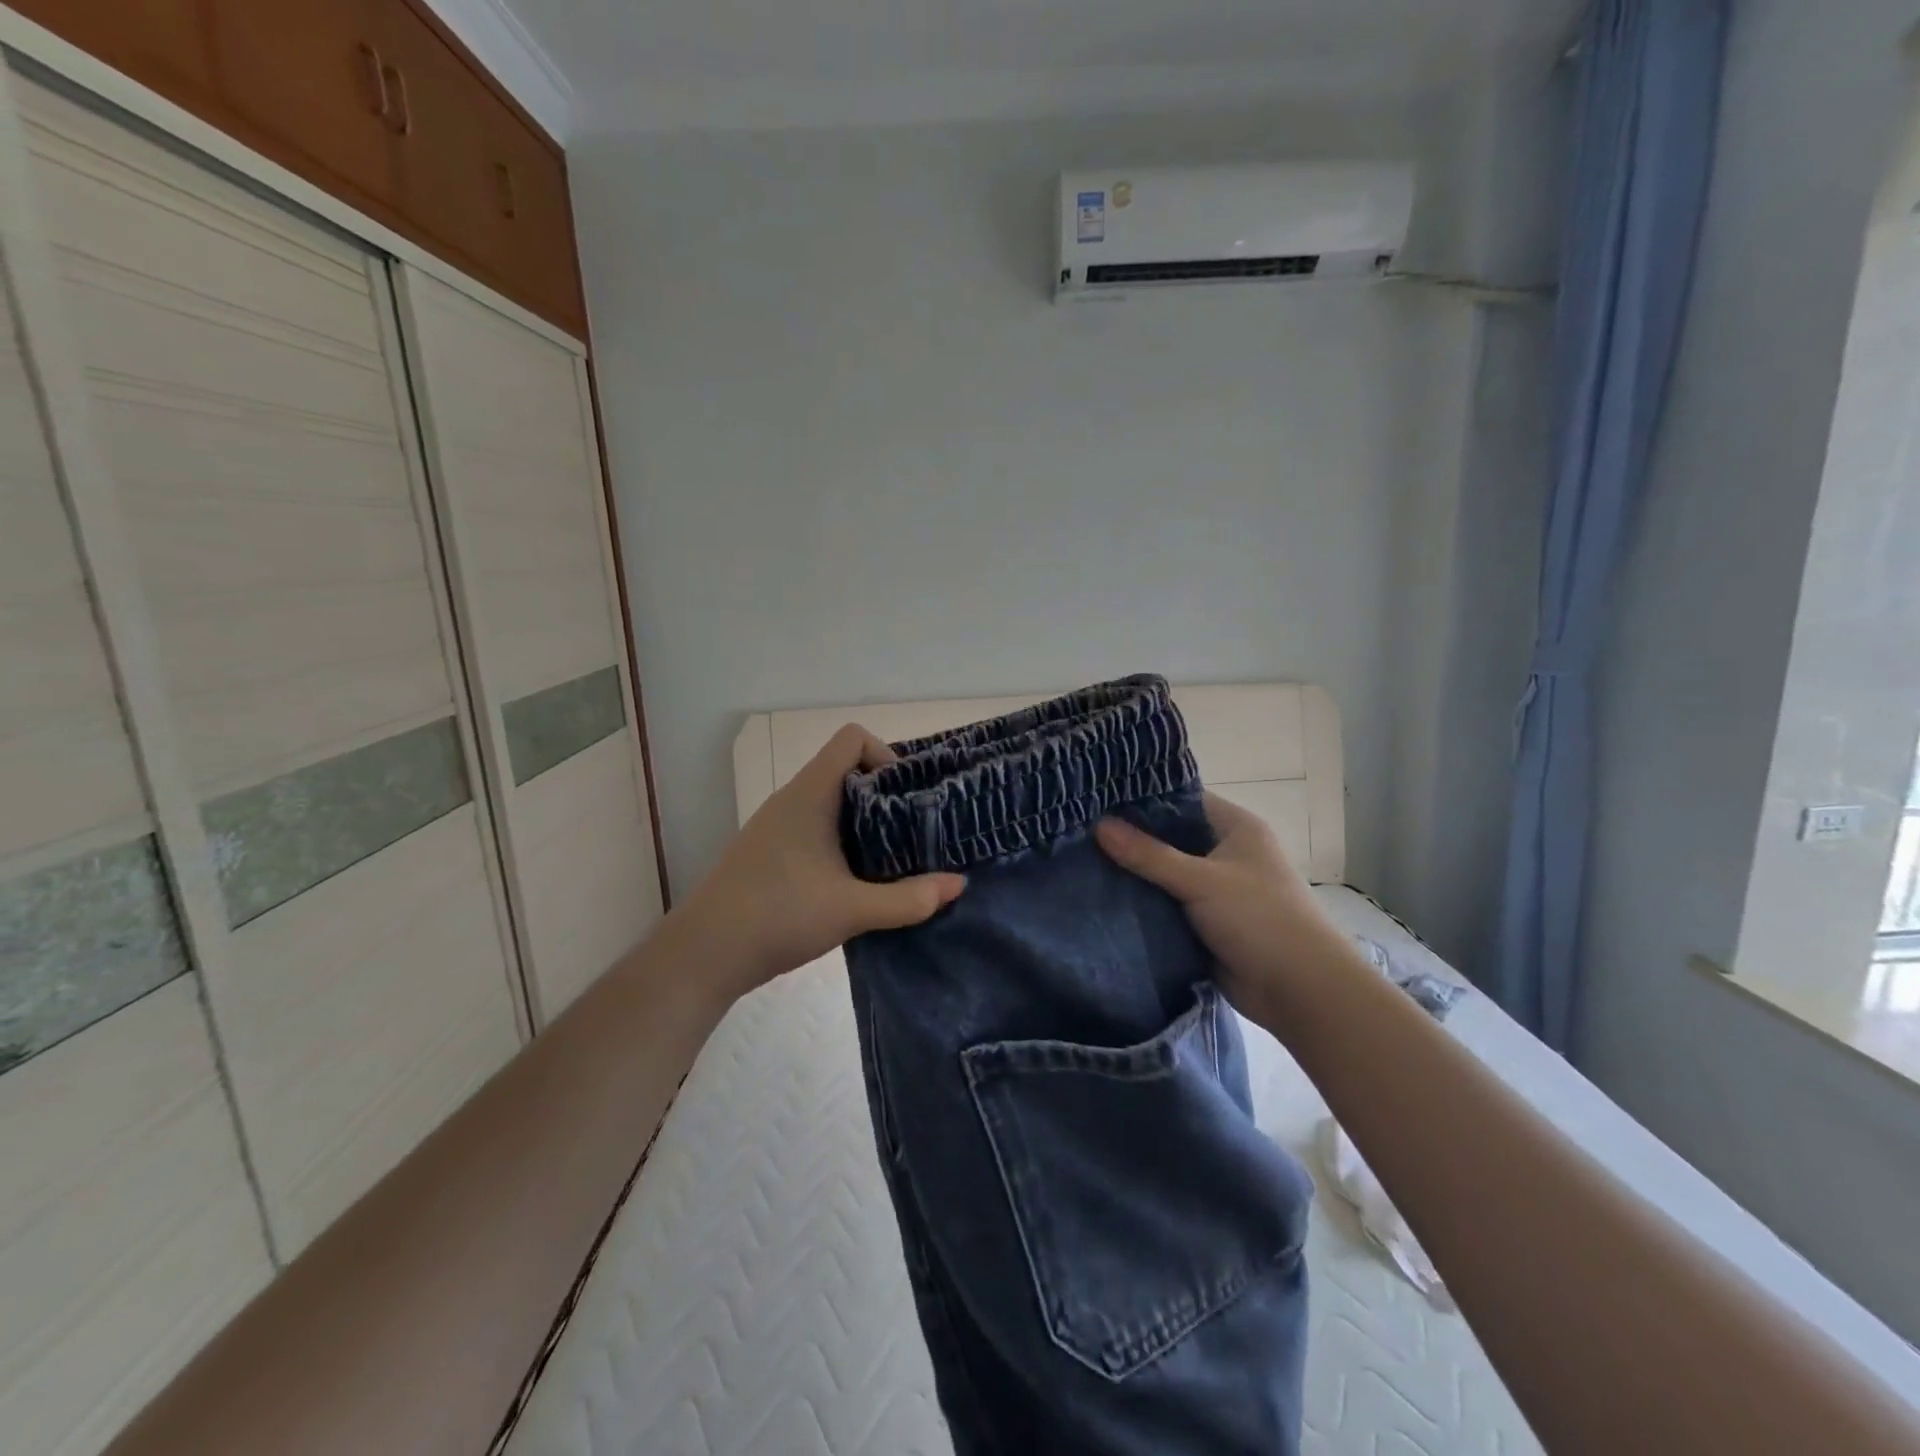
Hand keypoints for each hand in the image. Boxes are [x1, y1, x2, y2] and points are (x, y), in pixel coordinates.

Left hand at [671, 725, 967, 1001]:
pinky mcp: (771, 851)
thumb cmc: (779, 915)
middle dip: (886, 795)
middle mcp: (792, 799)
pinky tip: (856, 880)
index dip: (886, 756)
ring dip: (865, 822)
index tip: (907, 798)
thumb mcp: (853, 909)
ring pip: (832, 802)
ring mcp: (777, 825)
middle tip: (915, 831)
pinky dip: (843, 840)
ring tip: (894, 857)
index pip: (852, 738)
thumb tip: (958, 884)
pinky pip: (816, 826)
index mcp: (810, 794)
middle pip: (847, 769)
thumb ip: (909, 898)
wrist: (705, 953)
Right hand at [1095, 793, 1345, 1021]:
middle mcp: (1225, 853)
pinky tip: (1101, 897)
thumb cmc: (1260, 919)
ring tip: (1080, 861)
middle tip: (1080, 831)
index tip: (1098, 798)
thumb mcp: (1201, 880)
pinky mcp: (1204, 923)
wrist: (1300, 991)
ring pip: (1164, 873)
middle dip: (1131, 839)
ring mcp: (1214, 889)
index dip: (1143, 799)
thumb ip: (1148, 854)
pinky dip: (1142, 904)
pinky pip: (1165, 905)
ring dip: (1133, 874)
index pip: (1182, 800)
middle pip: (1169, 838)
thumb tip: (1099, 825)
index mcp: (1235, 828)